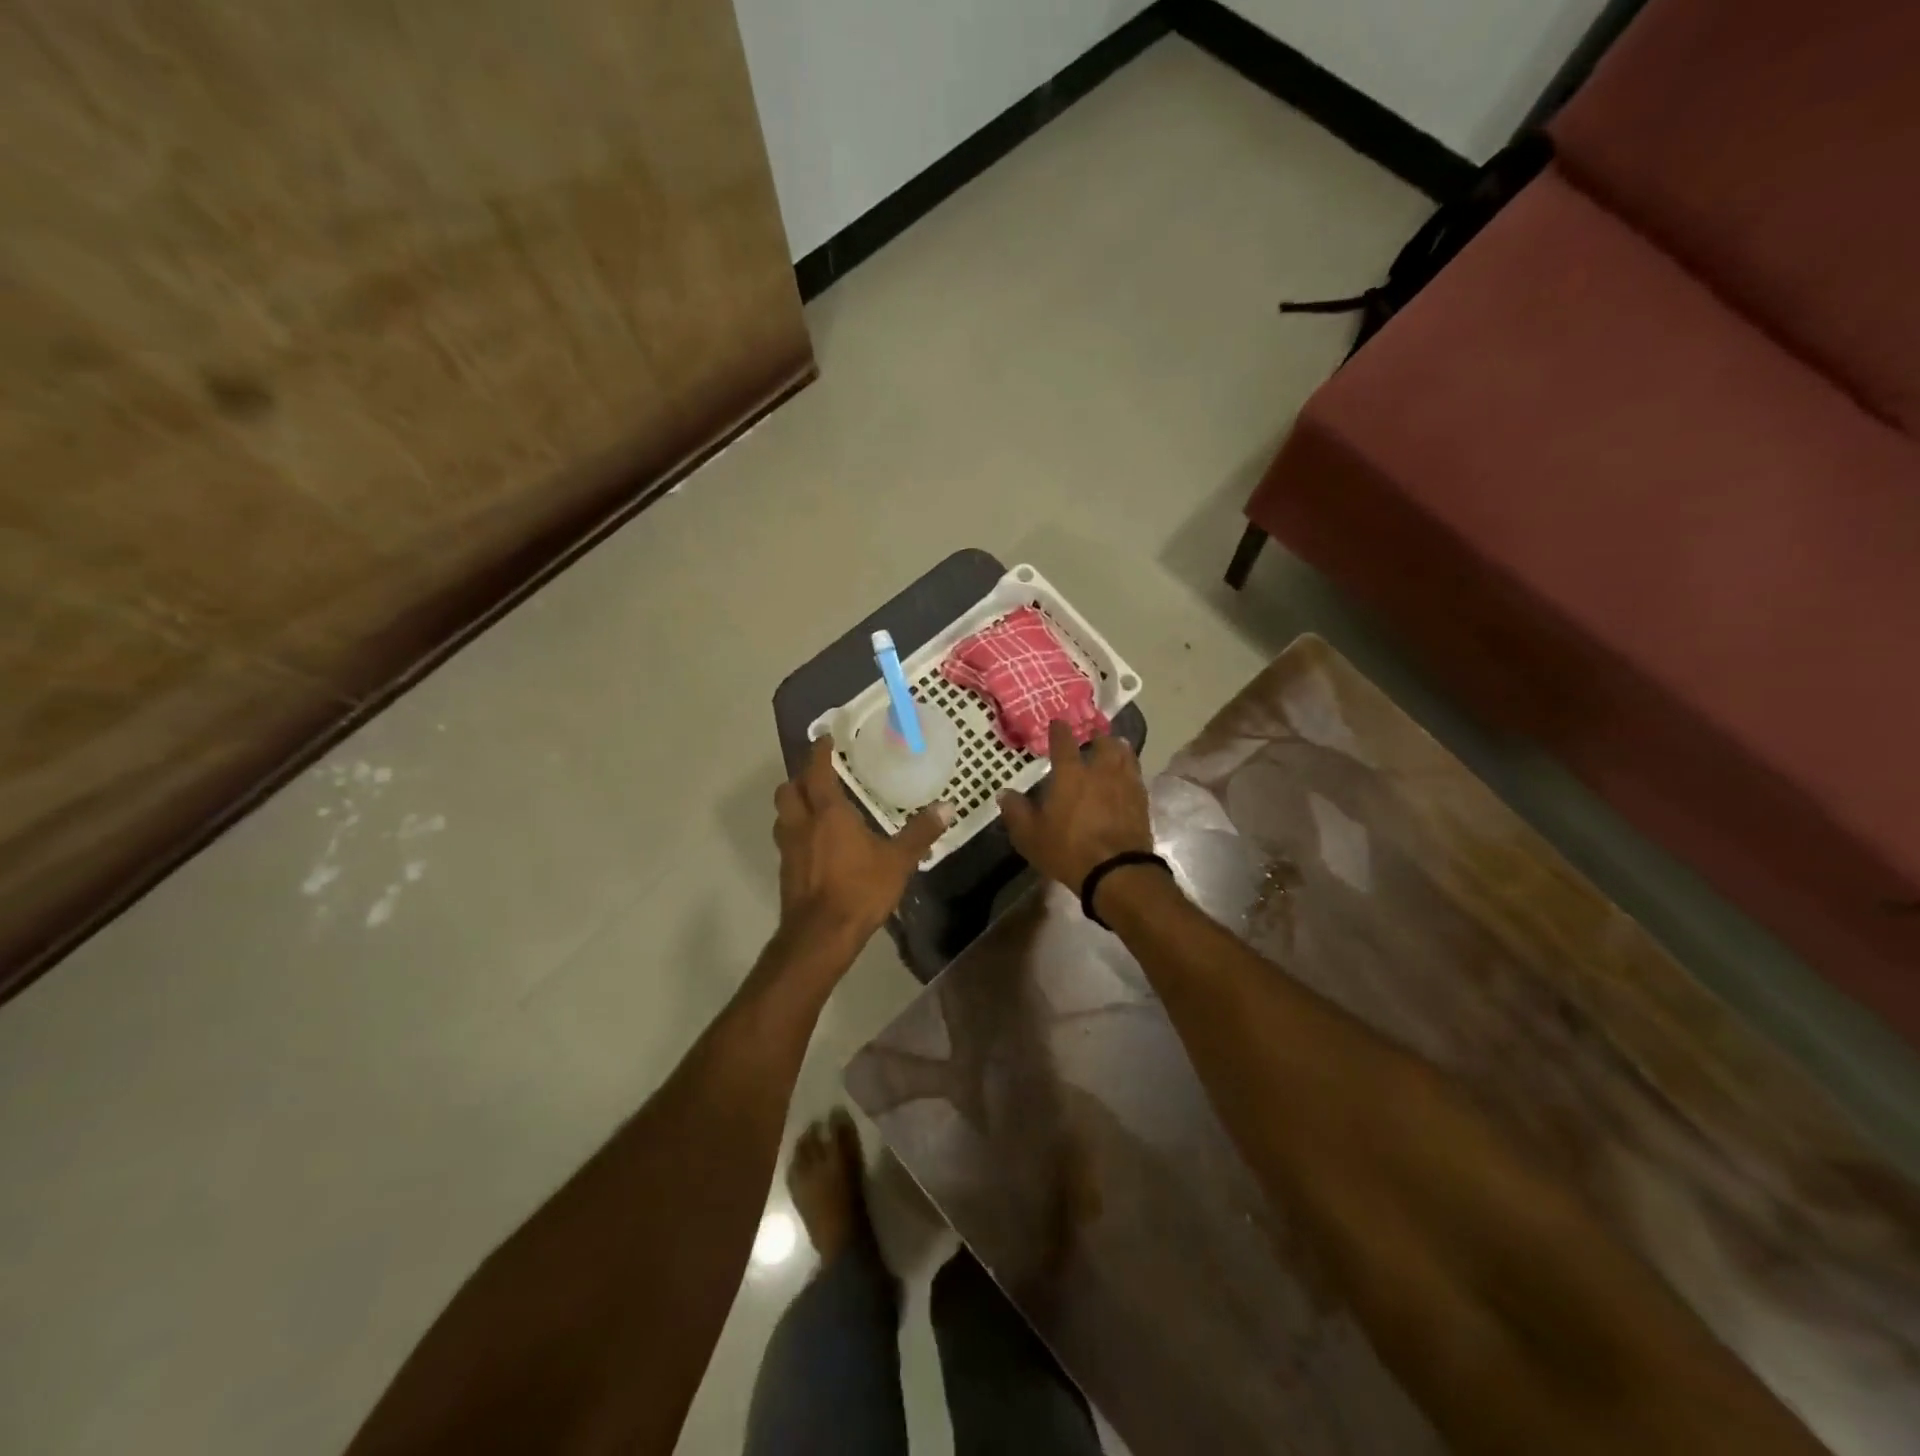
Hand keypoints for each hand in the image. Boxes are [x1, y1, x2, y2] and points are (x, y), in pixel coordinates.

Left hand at [773, 737, 950, 952]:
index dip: (819, 751)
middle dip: (800, 776)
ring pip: (783, 813)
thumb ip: (920, 833)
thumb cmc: (859, 890)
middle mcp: (802, 823)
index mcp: (828, 813)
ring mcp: (789, 848)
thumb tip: (947, 807)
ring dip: (794, 802)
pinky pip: (787, 837)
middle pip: (789, 789)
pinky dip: (797, 829)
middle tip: (819, 773)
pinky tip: (815, 841)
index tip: (825, 738)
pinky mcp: (786, 870)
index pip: (817, 771)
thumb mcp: (898, 861)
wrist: (820, 935)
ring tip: (815, 804)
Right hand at [998, 721, 1152, 895]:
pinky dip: (1130, 770)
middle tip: (1092, 738)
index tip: (1057, 723)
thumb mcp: (1030, 836)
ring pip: (1125, 755)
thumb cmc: (1068, 850)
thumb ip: (1016, 812)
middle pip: (1103, 743)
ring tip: (1114, 749)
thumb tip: (1004, 794)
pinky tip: (1127, 776)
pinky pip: (1136, 775)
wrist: (1117, 871)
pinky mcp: (1142, 801)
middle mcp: (1100, 771)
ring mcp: (1125, 784)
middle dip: (1096, 737)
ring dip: (1117, 749)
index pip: (1063, 741)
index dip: (1059, 730)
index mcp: (1070, 774)